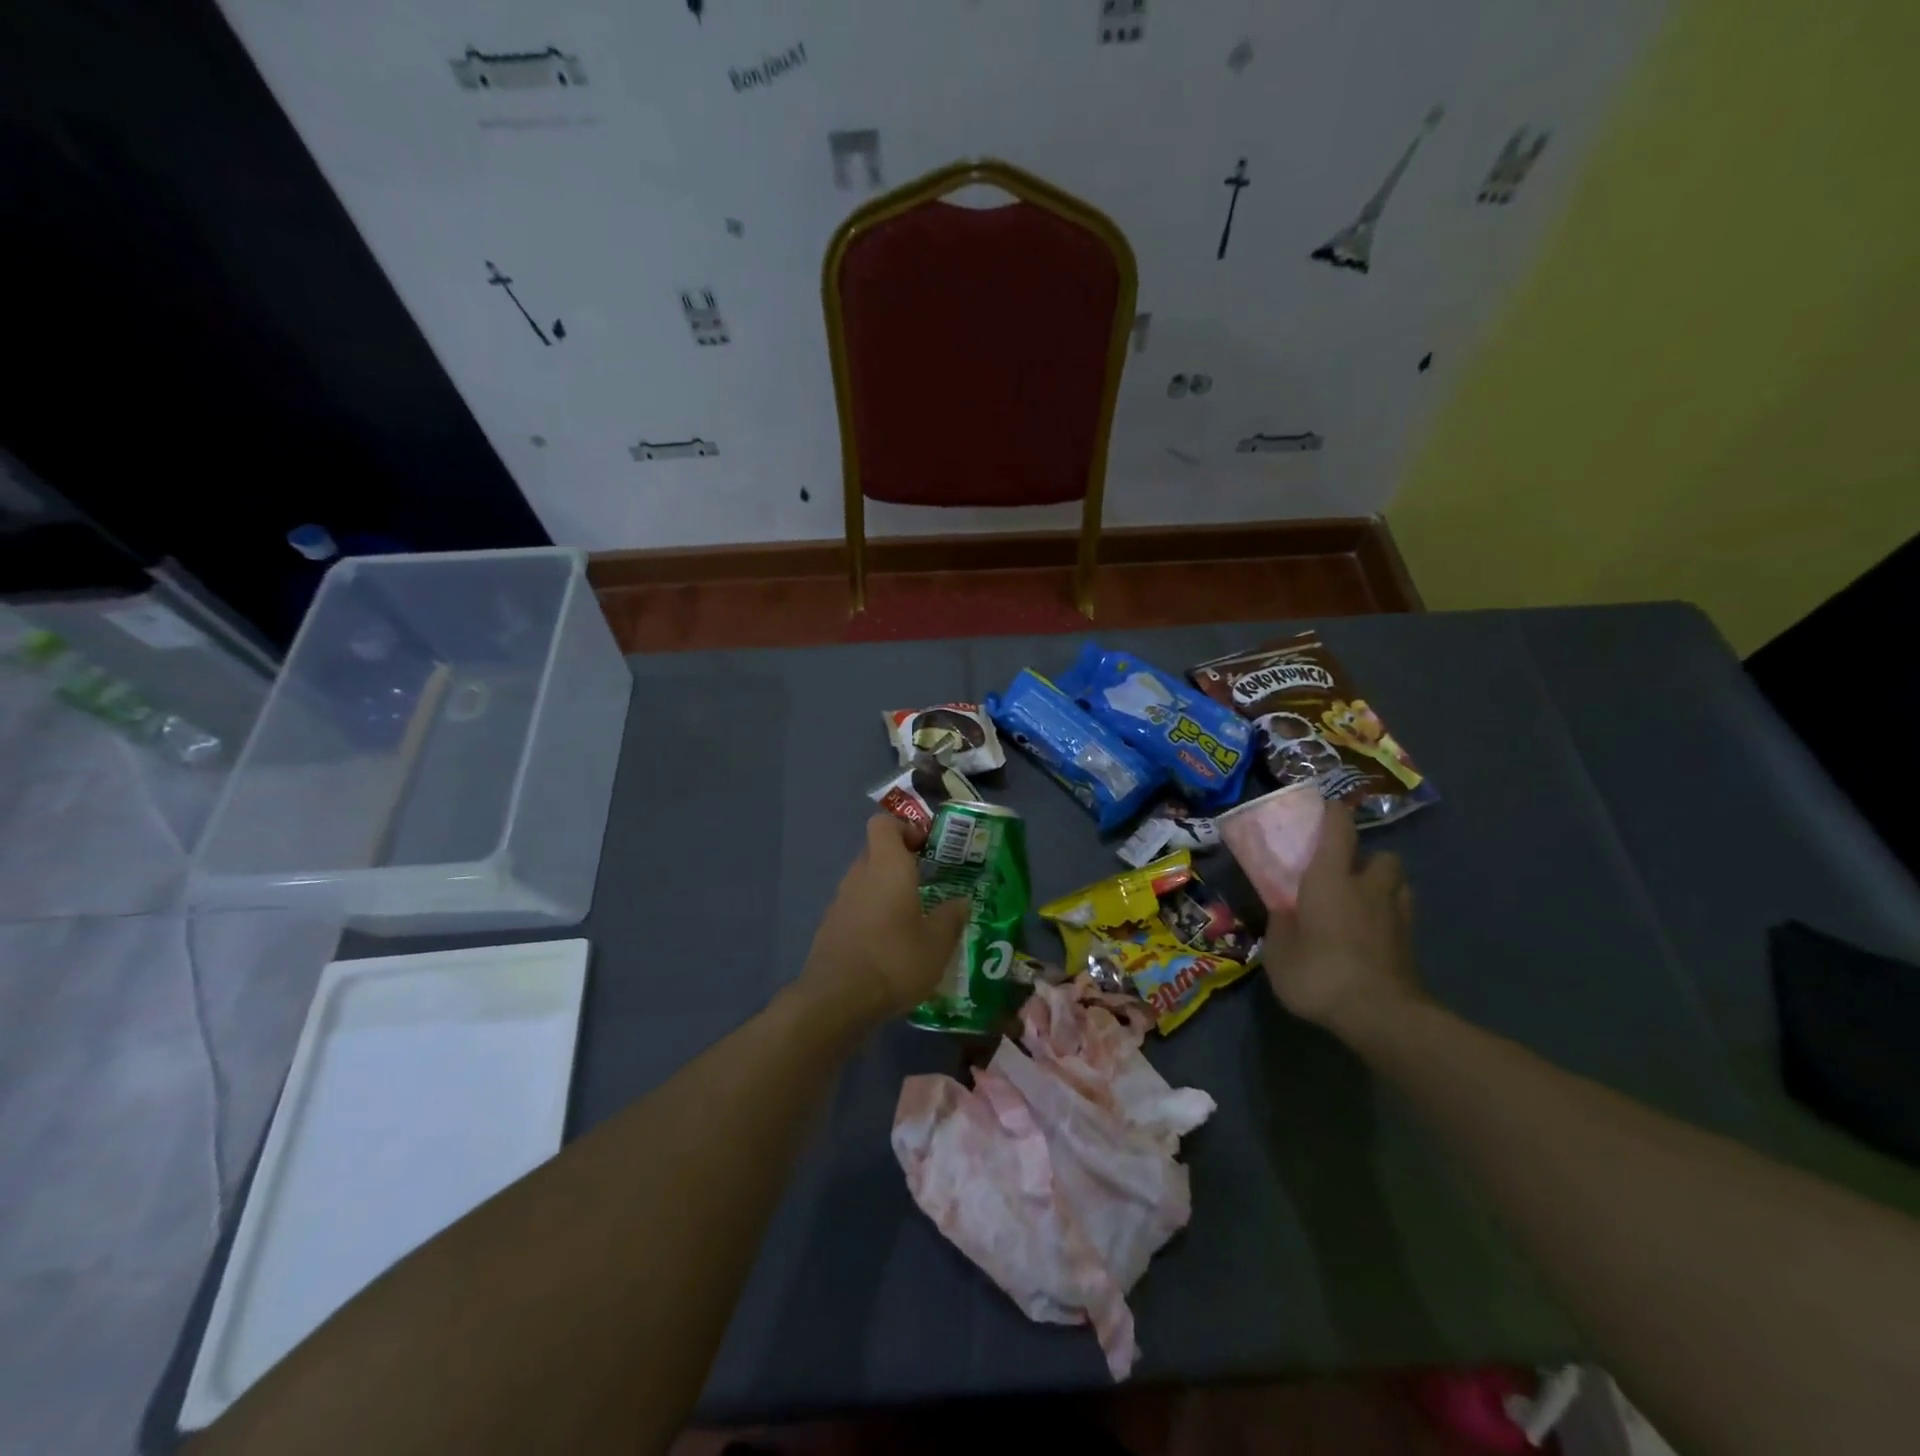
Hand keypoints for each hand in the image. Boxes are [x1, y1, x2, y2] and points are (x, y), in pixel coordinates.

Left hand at [795, 816, 971, 1033]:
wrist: (836, 1001)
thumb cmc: (894, 960)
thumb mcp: (937, 943)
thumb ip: (951, 917)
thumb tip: (961, 902)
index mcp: (887, 866)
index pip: (884, 823)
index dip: (905, 828)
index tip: (927, 847)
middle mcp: (859, 875)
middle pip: (876, 852)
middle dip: (901, 862)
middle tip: (929, 884)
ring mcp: (840, 901)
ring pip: (866, 881)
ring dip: (886, 891)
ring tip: (914, 918)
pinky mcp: (830, 927)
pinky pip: (856, 907)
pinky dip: (872, 915)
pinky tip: (890, 944)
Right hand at [1263, 802, 1427, 1043]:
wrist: (1382, 1017)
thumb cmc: (1320, 973)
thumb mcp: (1279, 951)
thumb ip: (1280, 924)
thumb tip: (1283, 910)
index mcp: (1331, 878)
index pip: (1339, 828)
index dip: (1332, 813)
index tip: (1322, 809)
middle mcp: (1368, 887)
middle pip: (1380, 855)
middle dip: (1366, 858)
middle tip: (1342, 873)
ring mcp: (1397, 915)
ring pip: (1398, 884)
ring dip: (1382, 886)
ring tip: (1360, 903)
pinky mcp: (1411, 944)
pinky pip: (1402, 916)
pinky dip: (1388, 917)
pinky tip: (1371, 935)